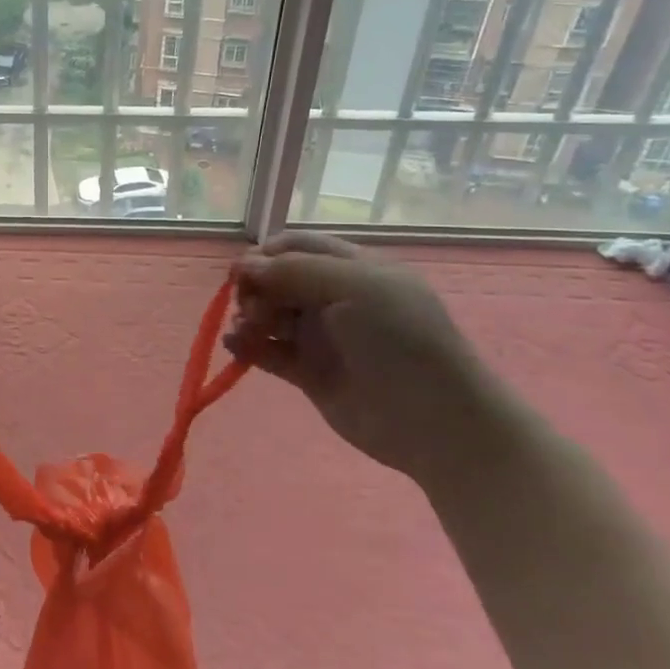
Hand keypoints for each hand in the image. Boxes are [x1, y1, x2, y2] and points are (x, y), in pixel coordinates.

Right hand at [224, 232, 512, 487]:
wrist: (434, 422)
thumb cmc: (400, 341)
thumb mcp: (356, 287)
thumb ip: (295, 270)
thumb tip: (243, 265)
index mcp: (353, 268)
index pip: (297, 246)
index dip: (266, 253)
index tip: (242, 271)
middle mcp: (334, 297)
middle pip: (277, 279)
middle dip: (256, 287)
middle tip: (253, 309)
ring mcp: (320, 336)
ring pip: (269, 314)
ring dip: (247, 316)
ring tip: (247, 331)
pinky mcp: (308, 372)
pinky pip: (267, 350)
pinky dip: (246, 345)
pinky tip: (235, 345)